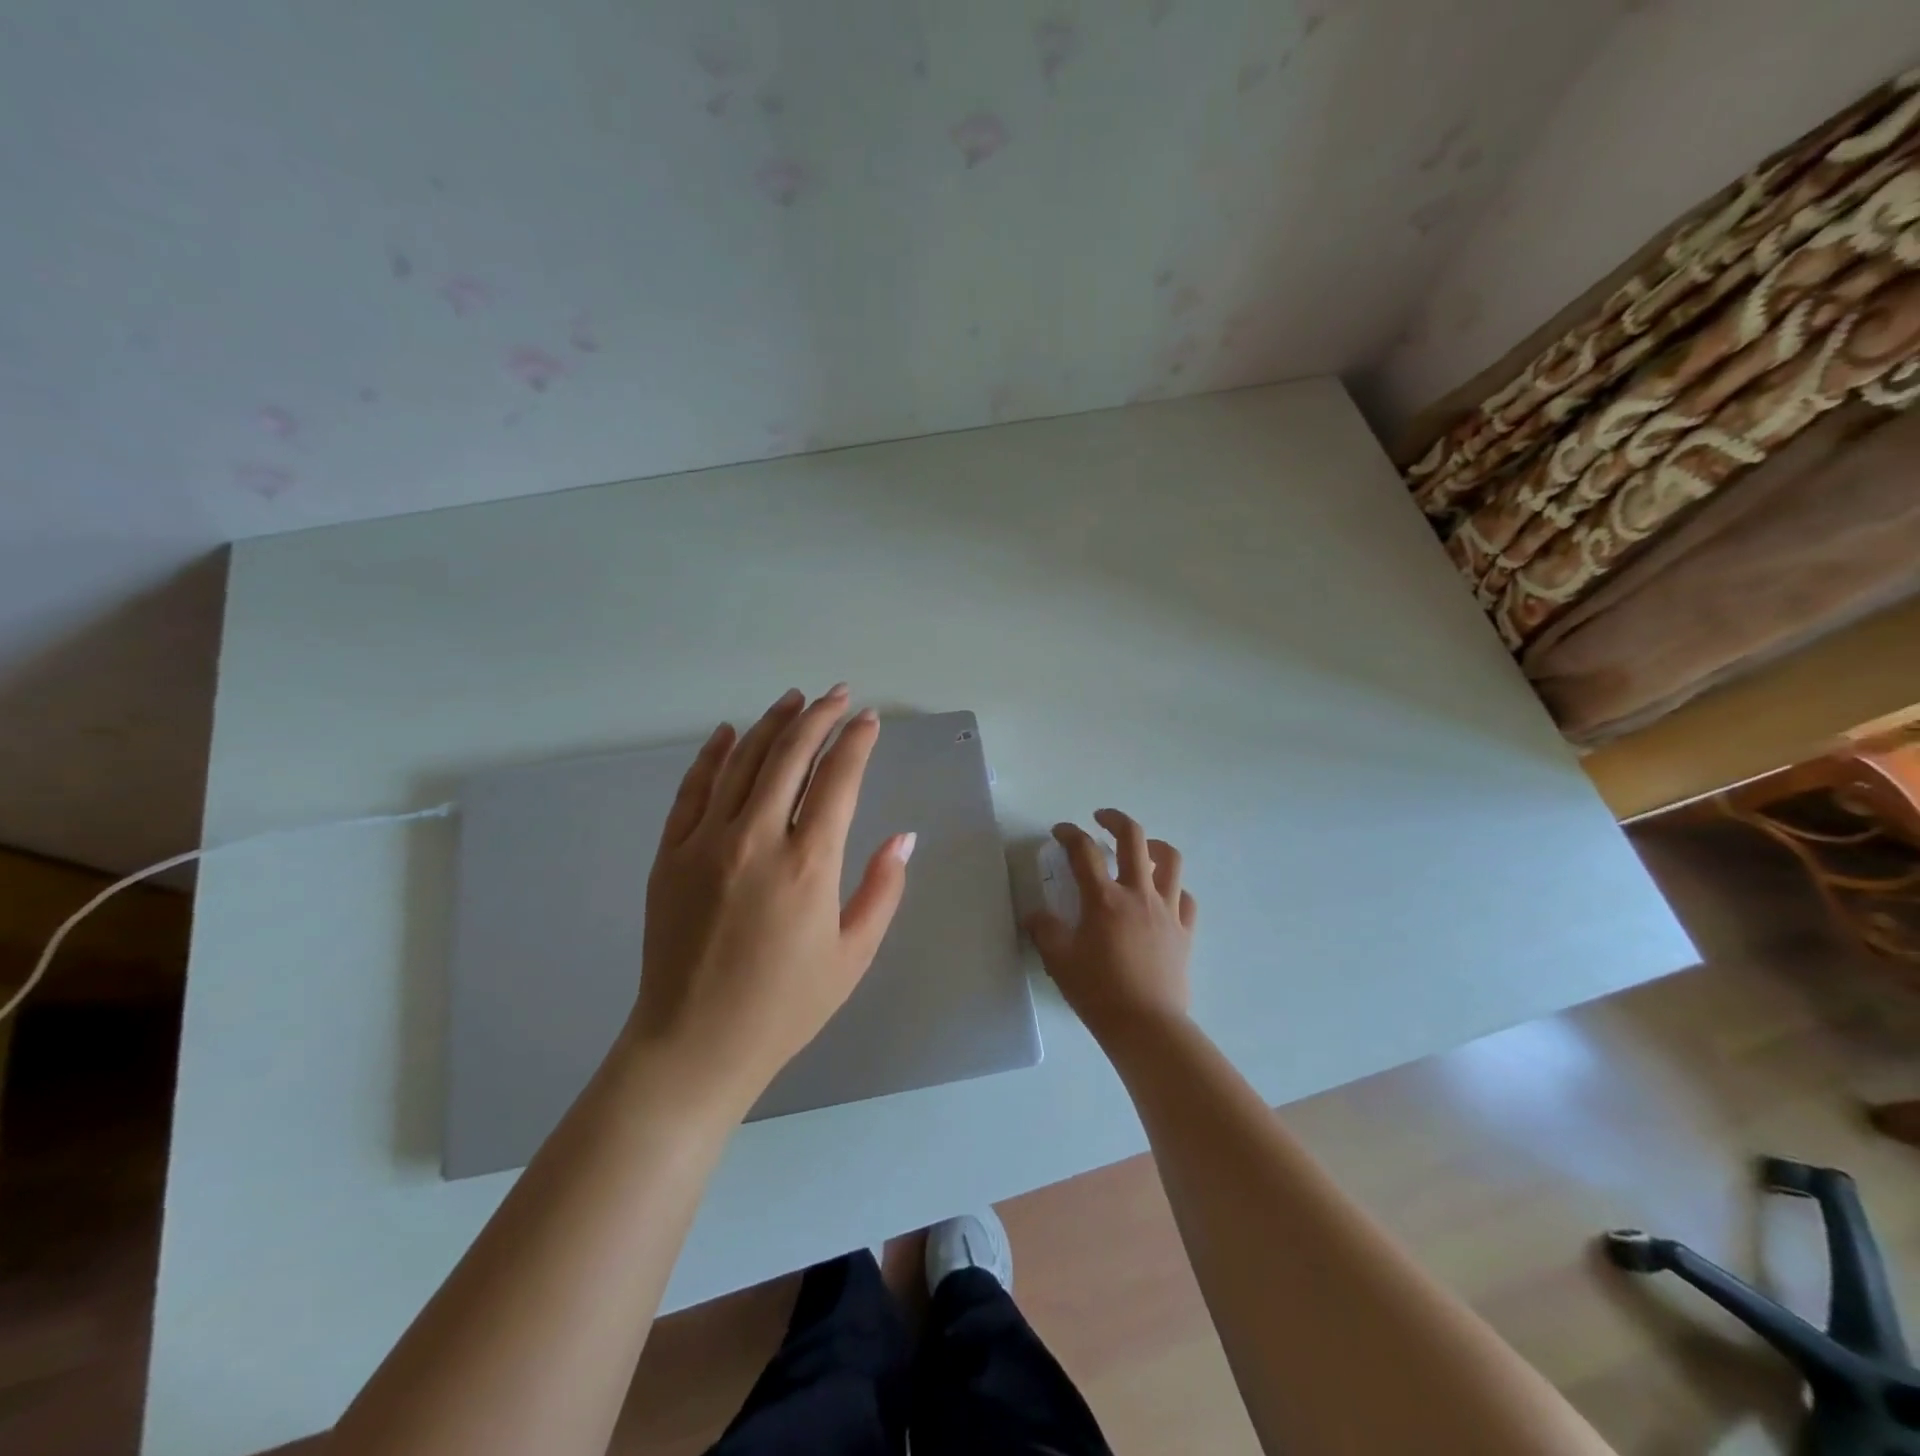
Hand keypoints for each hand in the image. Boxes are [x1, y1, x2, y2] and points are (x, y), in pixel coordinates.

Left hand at [628, 684, 915, 1114]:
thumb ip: (883, 890)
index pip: (838, 779)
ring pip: (741, 762)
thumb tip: (903, 837)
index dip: (856, 742)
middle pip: (790, 756)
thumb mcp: (853, 955)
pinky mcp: (669, 854)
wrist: (695, 1043)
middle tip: (837, 695)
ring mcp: (705, 843)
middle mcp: (756, 839)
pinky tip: (727, 732)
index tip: (868, 720)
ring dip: (771, 724)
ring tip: (793, 700)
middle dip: (818, 717)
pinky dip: (711, 755)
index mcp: (808, 865)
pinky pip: (692, 789)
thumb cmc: (785, 1006)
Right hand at [1025, 809, 1195, 1047]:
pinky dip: (1173, 889)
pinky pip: (1185, 897)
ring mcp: (1167, 910)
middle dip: (1115, 820)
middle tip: (1101, 818)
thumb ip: (1044, 930)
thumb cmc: (1098, 992)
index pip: (1083, 851)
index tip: (1059, 831)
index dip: (1068, 833)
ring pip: (1170, 860)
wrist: (1146, 1026)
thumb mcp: (1058, 960)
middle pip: (1133, 838)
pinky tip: (1161, 896)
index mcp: (1104, 899)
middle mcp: (1138, 894)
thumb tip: (1036, 916)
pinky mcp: (1185, 931)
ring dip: (1153, 846)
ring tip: (1141, 850)